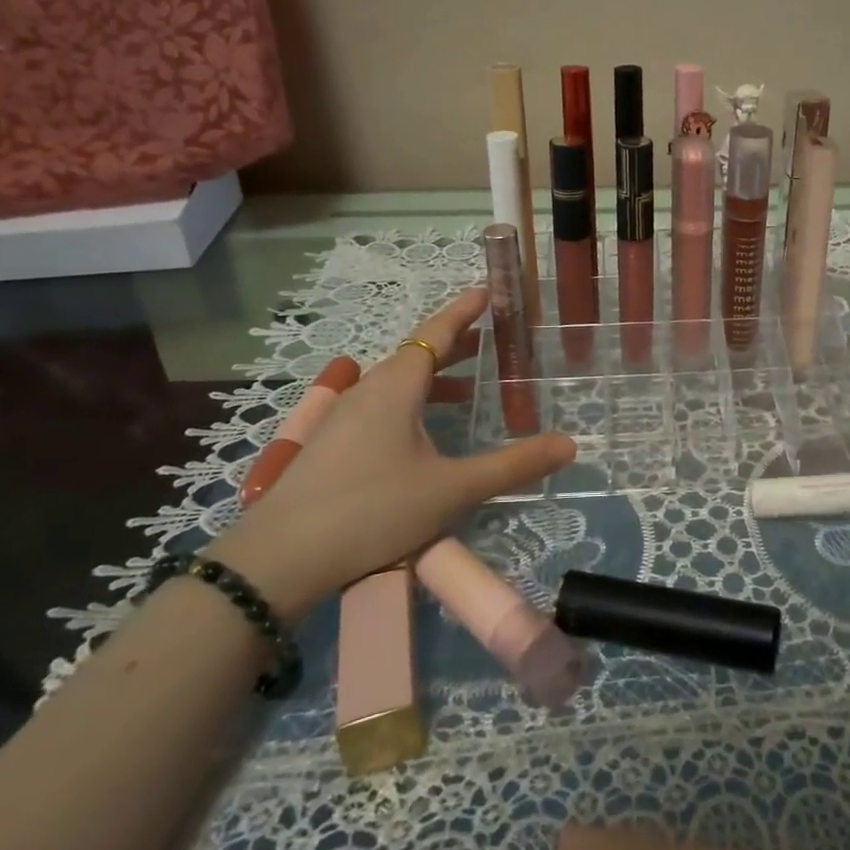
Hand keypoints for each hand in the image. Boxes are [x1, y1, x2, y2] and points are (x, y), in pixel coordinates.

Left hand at [210, 288, 573, 619]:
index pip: (436, 333)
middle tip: (492, 338)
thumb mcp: (452, 489)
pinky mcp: (331, 443)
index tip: (488, 290)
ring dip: (436, 378)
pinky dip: (414, 402)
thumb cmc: (372, 510)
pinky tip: (423, 433)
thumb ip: (513, 466)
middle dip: (456, 344)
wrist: (279, 558)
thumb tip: (570, 444)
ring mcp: (344, 416)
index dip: (464, 310)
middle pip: (418, 355)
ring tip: (470, 390)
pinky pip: (382, 405)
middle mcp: (369, 390)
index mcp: (397, 387)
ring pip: (398, 382)